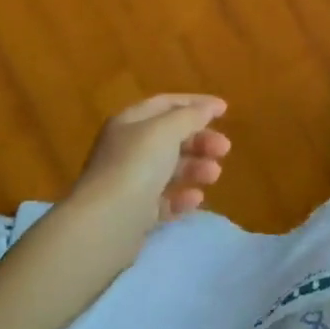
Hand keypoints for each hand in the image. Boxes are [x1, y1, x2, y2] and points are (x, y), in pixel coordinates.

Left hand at [73, 94, 231, 231]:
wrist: (104, 225)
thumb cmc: (136, 165)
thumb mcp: (167, 130)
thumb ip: (191, 116)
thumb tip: (208, 108)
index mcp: (130, 123)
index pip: (166, 104)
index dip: (196, 104)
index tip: (225, 110)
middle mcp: (127, 149)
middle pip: (170, 137)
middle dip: (200, 140)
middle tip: (225, 149)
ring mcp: (129, 182)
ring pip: (169, 169)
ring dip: (195, 167)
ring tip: (214, 175)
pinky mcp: (134, 214)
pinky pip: (163, 200)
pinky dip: (182, 197)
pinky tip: (196, 198)